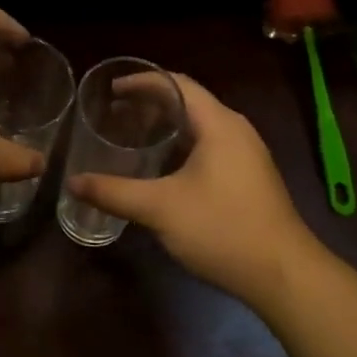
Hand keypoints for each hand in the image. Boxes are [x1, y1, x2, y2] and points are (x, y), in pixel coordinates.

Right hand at [67, 73, 314, 309]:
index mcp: (218, 124)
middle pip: (190, 101)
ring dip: (167, 126)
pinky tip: (164, 169)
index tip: (111, 90)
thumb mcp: (160, 209)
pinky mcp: (251, 177)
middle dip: (151, 103)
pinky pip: (211, 146)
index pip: (177, 84)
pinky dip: (182, 146)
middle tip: (116, 114)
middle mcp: (236, 130)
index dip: (142, 82)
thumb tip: (73, 182)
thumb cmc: (222, 229)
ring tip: (134, 137)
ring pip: (201, 126)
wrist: (283, 275)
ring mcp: (248, 154)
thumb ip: (114, 192)